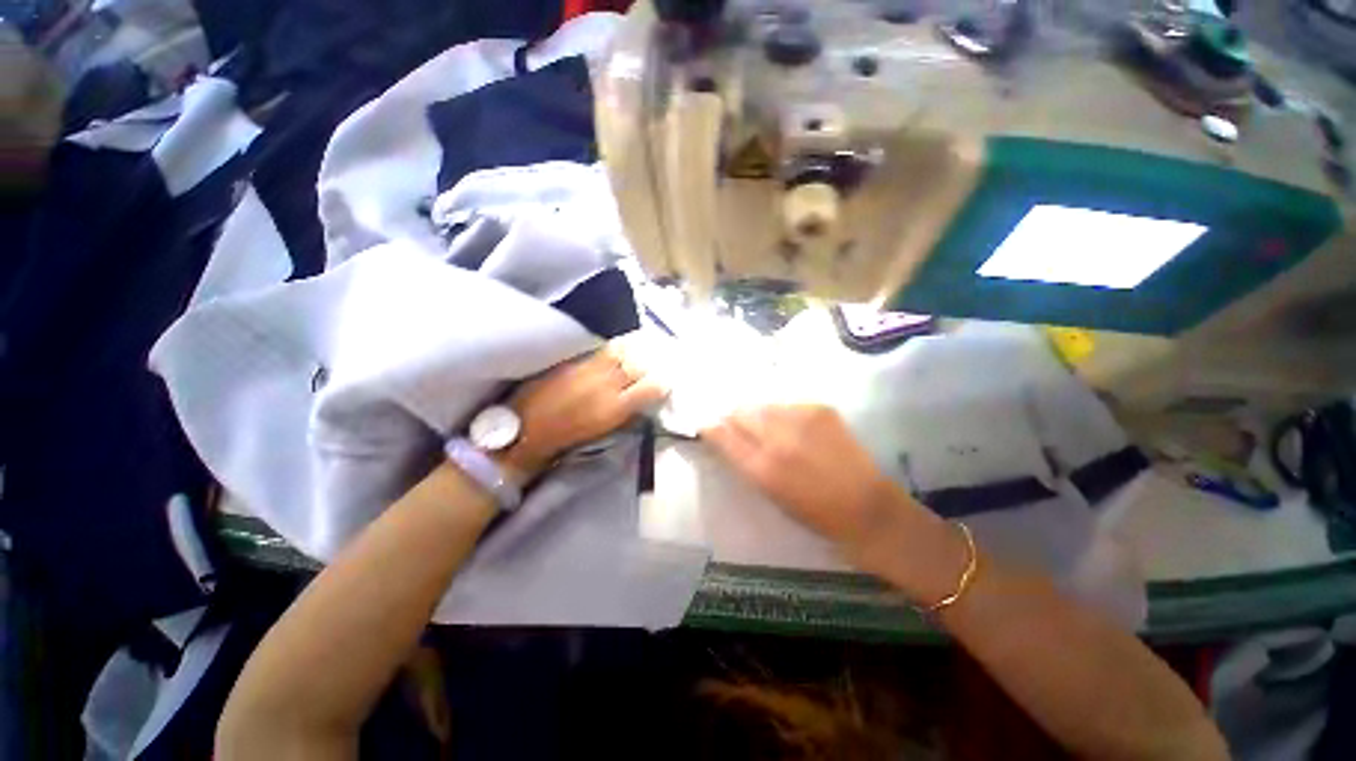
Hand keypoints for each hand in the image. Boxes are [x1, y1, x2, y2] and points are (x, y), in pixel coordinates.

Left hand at [495, 340, 666, 480]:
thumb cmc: (568, 437)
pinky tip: (618, 345)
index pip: (652, 386)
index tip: (665, 378)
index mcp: (616, 408)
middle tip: (655, 358)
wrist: (527, 429)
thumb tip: (642, 403)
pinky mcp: (573, 361)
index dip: (662, 381)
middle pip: (639, 364)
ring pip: (621, 350)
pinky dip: (614, 346)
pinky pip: (601, 348)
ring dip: (633, 347)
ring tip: (638, 345)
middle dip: (650, 361)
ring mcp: (589, 369)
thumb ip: (626, 414)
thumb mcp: (604, 431)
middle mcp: (607, 385)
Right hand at [701, 405, 903, 545]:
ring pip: (764, 405)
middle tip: (741, 426)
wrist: (865, 506)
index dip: (711, 428)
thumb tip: (726, 435)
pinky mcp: (821, 409)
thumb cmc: (812, 511)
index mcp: (762, 468)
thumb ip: (745, 460)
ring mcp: (801, 419)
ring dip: (761, 415)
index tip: (706, 425)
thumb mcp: (769, 492)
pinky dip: (786, 414)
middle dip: (735, 417)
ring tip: (774, 429)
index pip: (723, 436)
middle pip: (741, 411)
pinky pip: (789, 405)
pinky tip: (797, 429)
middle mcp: (778, 439)